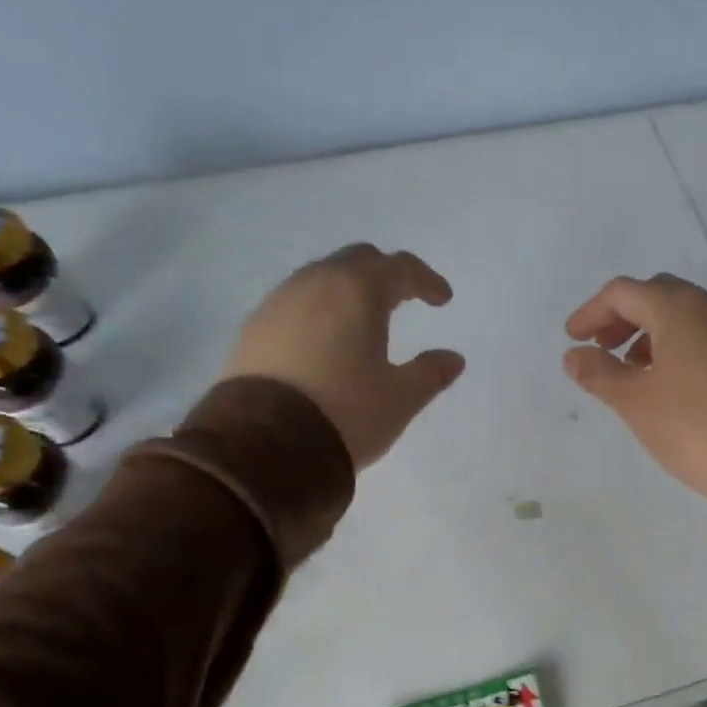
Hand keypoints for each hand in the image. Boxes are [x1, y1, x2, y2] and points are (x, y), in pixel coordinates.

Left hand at [224, 244, 464, 469]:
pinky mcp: (254, 328)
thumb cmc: (345, 413)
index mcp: (357, 292)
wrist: (264, 445)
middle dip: (385, 275)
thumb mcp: (400, 398)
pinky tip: (325, 340)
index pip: (399, 267)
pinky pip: (295, 303)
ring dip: (348, 290)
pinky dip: (320, 310)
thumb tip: (453, 358)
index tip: (442, 300)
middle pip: (357, 260)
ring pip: (321, 278)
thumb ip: (430, 373)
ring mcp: (278, 303)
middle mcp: (315, 284)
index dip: (426, 280)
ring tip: (363, 320)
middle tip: (403, 299)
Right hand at [562, 274, 706, 504]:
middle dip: (624, 318)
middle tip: (603, 347)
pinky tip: (673, 382)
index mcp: (679, 309)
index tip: (573, 338)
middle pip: (658, 295)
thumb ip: (599, 373)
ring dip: (653, 333)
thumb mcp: (634, 402)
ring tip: (635, 370)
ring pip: (687, 316)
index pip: (624, 292)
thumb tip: (573, 356)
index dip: (591, 312)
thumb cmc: (691, 426)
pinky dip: (682, 346)